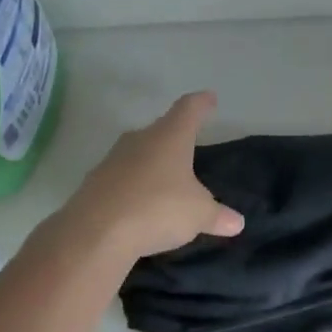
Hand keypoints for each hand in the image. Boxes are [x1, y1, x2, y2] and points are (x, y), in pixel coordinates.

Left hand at [65, 92, 243, 258]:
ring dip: (152, 164)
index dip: (201, 103)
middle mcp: (140, 139)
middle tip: (188, 147)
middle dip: (175, 137)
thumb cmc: (158, 209)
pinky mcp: (94, 183)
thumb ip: (218, 216)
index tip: (209, 98)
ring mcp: (112, 160)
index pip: (189, 109)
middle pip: (161, 130)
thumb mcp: (198, 215)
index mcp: (170, 136)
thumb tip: (237, 222)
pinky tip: (141, 205)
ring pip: (139, 154)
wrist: (95, 233)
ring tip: (166, 181)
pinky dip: (134, 187)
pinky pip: (122, 179)